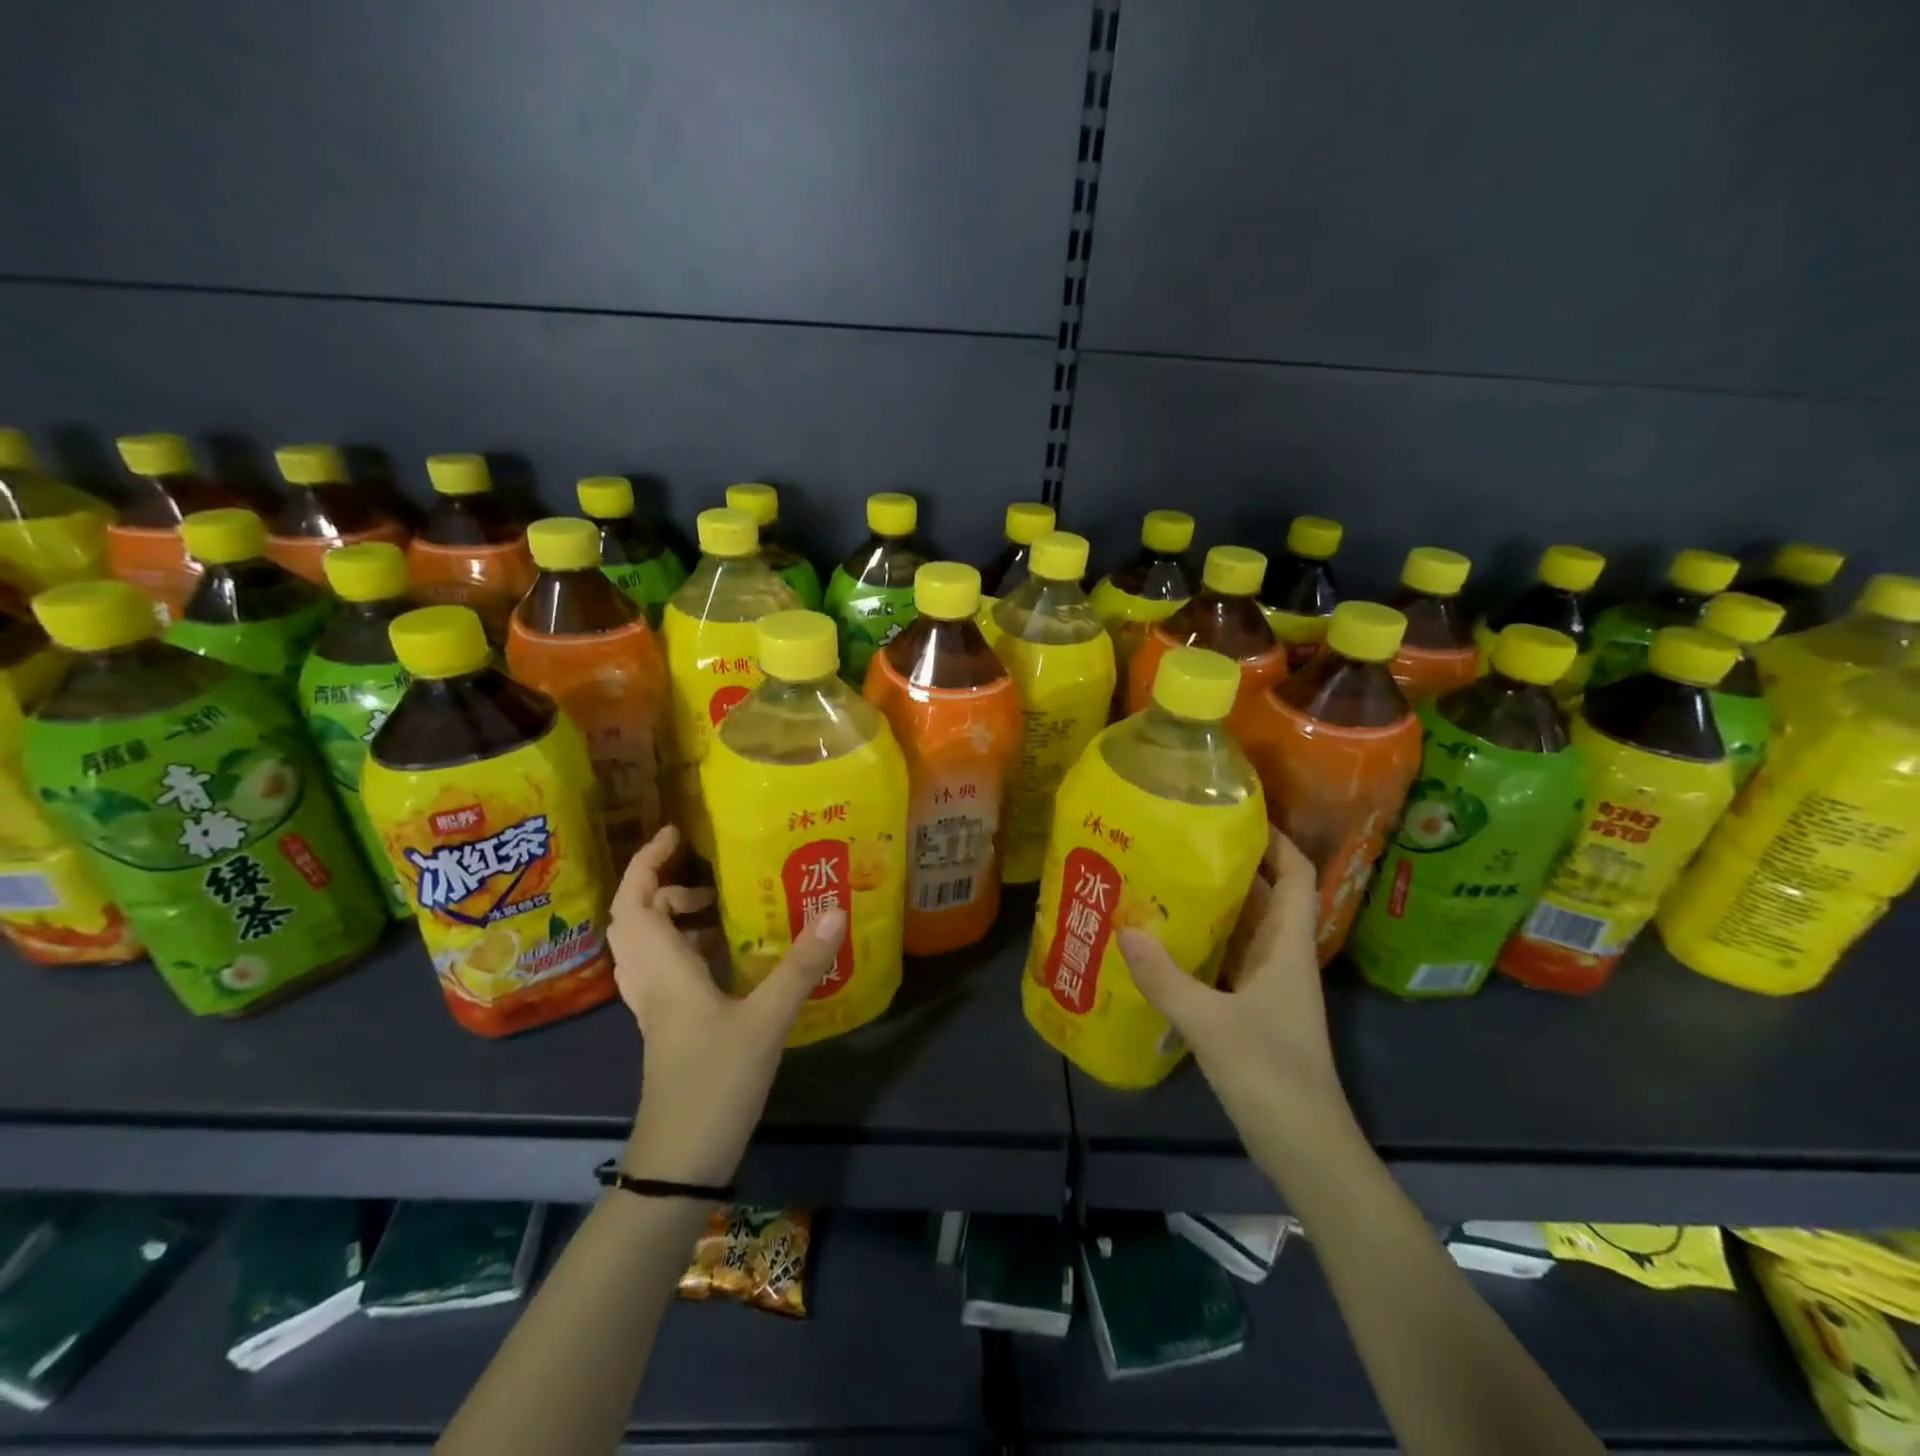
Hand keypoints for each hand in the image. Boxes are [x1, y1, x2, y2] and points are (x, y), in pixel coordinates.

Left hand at [608, 826, 845, 1186]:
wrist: (681, 1160)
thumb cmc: (715, 1082)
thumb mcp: (766, 1020)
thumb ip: (800, 966)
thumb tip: (835, 913)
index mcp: (663, 970)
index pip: (634, 903)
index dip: (647, 862)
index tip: (675, 833)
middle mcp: (650, 981)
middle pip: (635, 919)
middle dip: (663, 886)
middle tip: (708, 876)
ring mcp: (656, 1007)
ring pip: (648, 946)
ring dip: (674, 917)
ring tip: (721, 910)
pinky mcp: (668, 1026)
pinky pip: (666, 970)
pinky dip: (687, 948)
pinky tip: (728, 956)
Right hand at [1119, 827, 1354, 1165]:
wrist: (1307, 1150)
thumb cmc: (1271, 1076)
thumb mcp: (1211, 1023)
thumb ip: (1165, 977)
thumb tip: (1124, 929)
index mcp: (1288, 949)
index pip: (1298, 878)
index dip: (1278, 842)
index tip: (1239, 815)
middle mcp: (1283, 960)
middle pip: (1267, 898)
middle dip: (1232, 868)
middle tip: (1181, 843)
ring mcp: (1270, 989)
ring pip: (1245, 931)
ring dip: (1215, 907)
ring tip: (1166, 881)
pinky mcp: (1254, 1013)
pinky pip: (1229, 963)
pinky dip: (1204, 946)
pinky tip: (1166, 943)